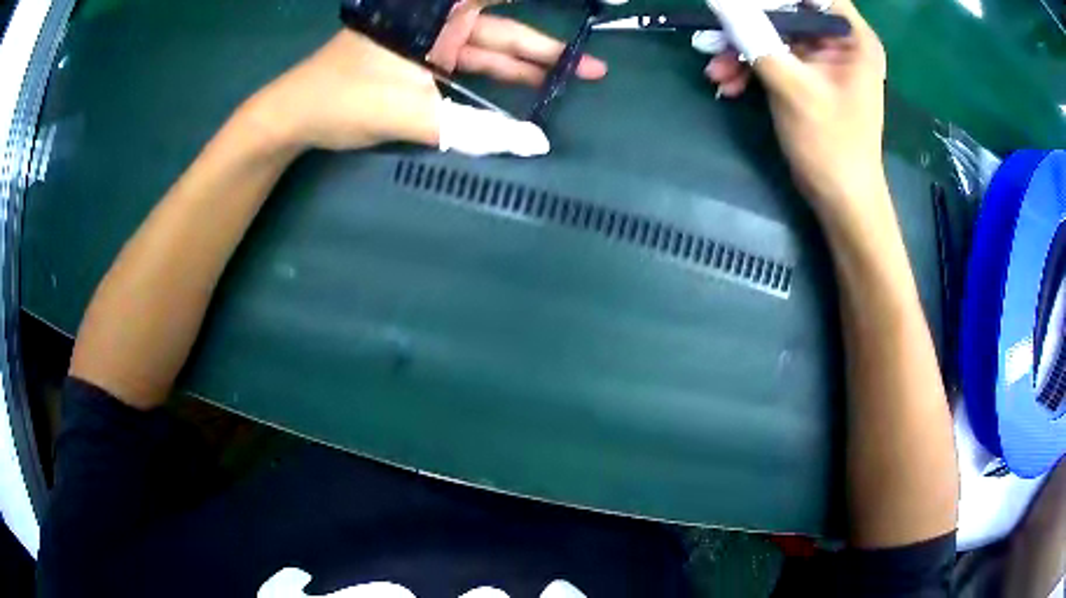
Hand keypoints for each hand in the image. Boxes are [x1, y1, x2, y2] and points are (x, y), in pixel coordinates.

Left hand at [241, 4, 606, 155]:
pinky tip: (525, 87)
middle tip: (592, 68)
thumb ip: (473, 130)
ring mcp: (430, 41)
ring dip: (526, 65)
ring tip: (571, 78)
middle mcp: (436, 20)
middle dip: (545, 48)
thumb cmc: (343, 99)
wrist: (296, 117)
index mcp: (433, 14)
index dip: (538, 4)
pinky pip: (469, 65)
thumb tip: (535, 146)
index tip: (591, 6)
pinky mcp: (424, 62)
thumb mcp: (408, 113)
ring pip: (489, 48)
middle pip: (501, 29)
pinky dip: (495, 77)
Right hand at [701, 0, 887, 222]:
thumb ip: (754, 37)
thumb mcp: (792, 86)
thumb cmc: (830, 145)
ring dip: (741, 50)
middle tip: (714, 36)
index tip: (738, 4)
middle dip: (747, 24)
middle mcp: (839, 41)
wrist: (841, 201)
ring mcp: (823, 60)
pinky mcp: (809, 77)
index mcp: (851, 37)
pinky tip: (728, 86)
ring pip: (774, 34)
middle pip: (787, 11)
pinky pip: (774, 57)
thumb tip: (719, 0)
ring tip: (715, 72)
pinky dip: (750, 68)